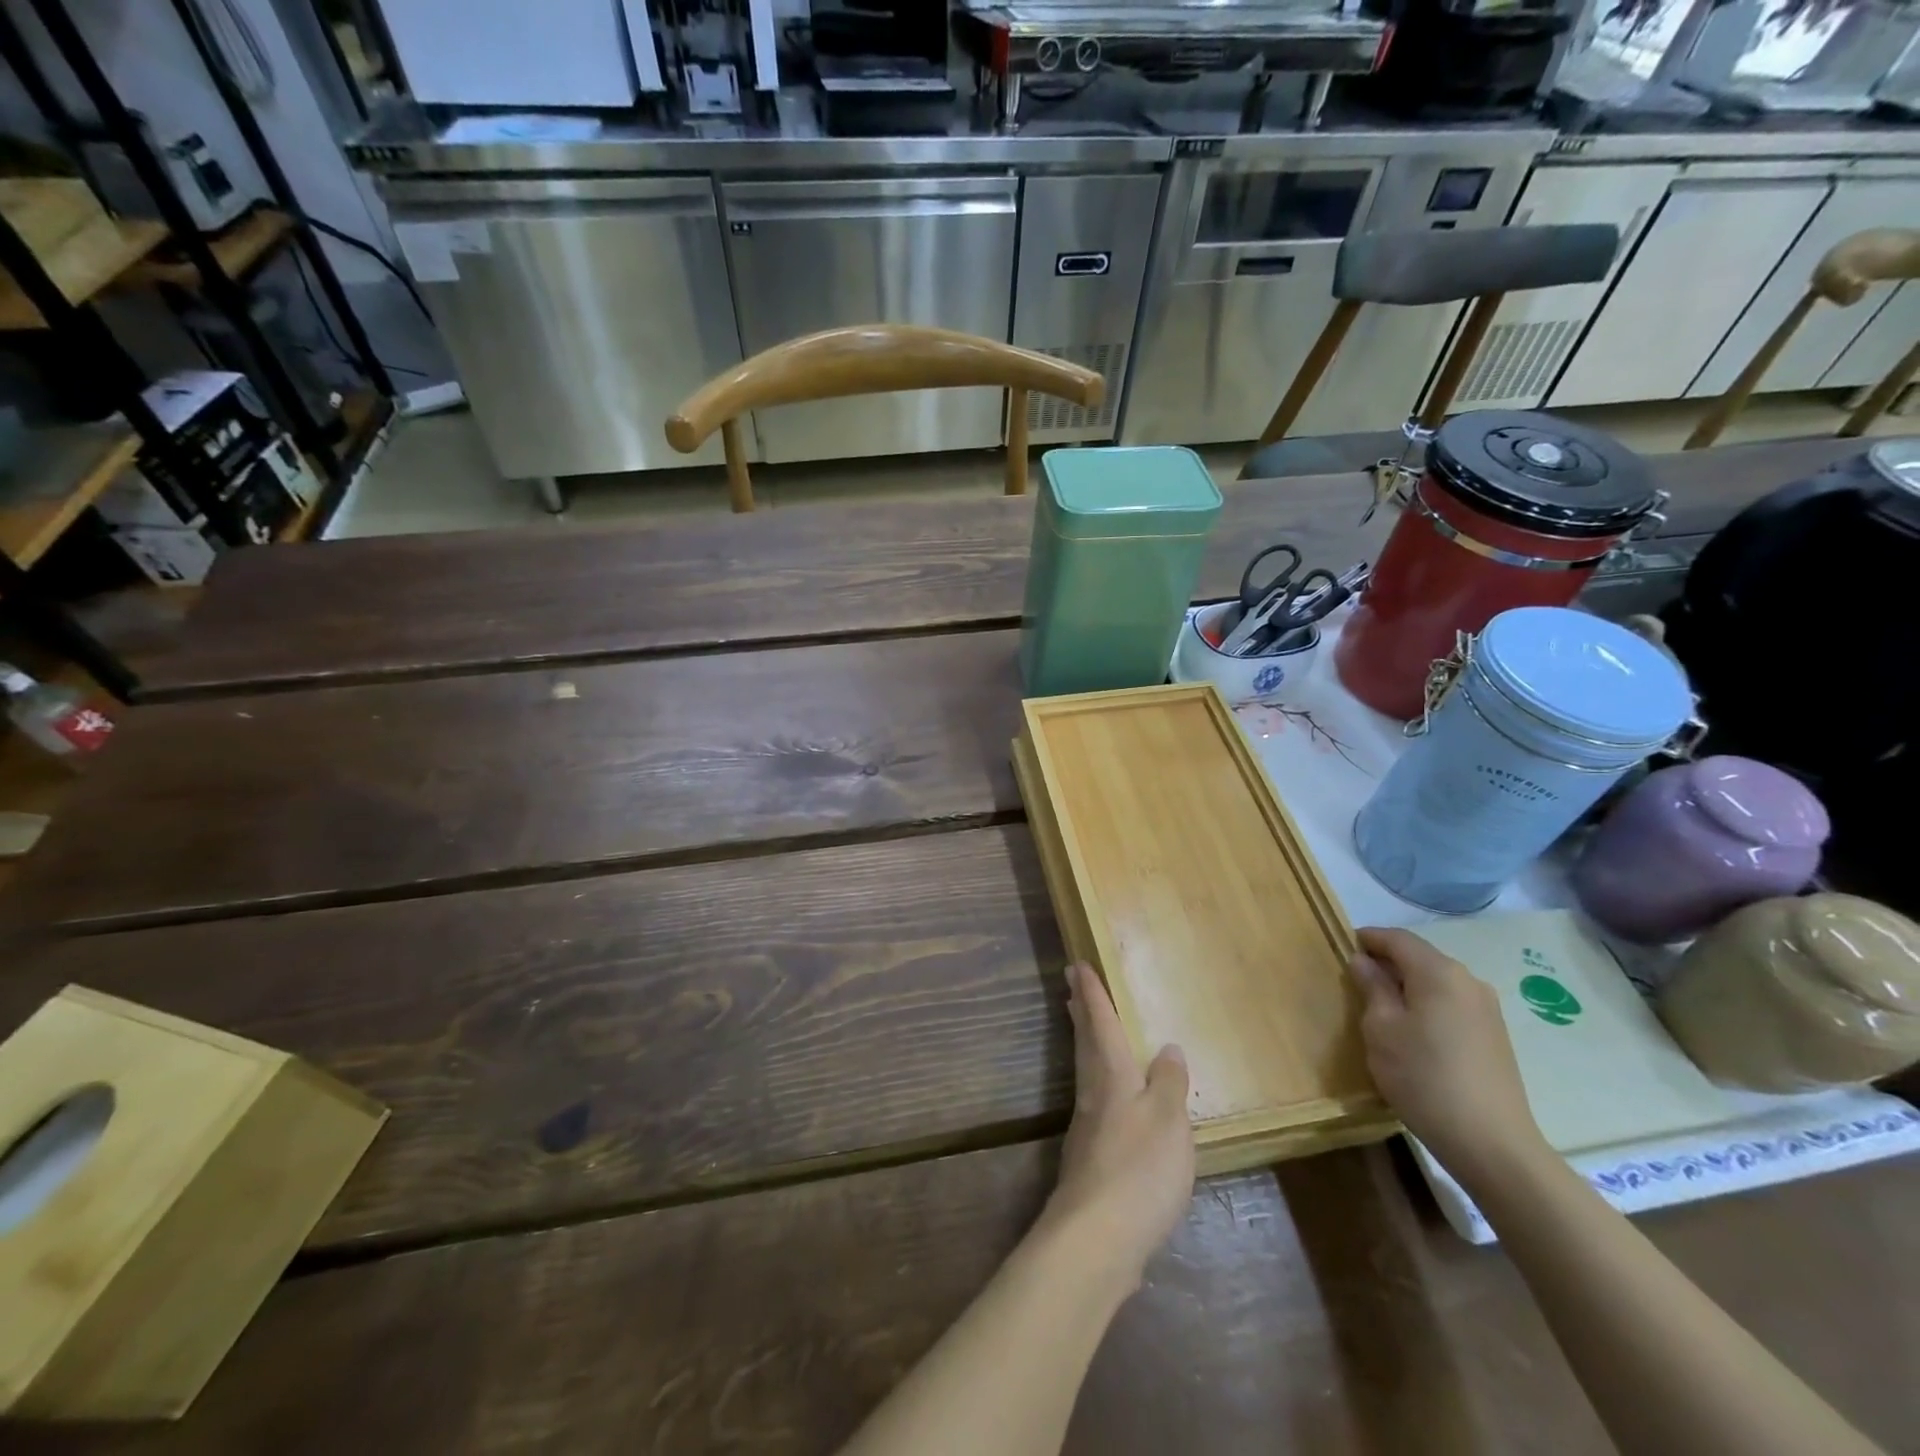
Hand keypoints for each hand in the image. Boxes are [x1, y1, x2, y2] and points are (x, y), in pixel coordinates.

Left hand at [1040, 962, 1194, 1287]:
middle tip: (1070, 983)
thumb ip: (1168, 1083)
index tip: (1077, 965)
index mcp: (1111, 1076)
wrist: (1097, 1238)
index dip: (1092, 994)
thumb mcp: (1168, 1121)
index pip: (1100, 1023)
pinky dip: (1096, 1080)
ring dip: (1084, 1041)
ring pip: (1085, 1069)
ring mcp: (1087, 1127)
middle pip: (1085, 1042)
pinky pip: (1093, 1100)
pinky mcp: (1090, 1158)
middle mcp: (1093, 1094)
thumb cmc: (1139, 1169)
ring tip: (1084, 1025)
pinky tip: (1110, 1097)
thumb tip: (1167, 1048)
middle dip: (1080, 1011)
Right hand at [1349, 927, 1550, 1190]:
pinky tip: (1414, 1031)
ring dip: (1408, 985)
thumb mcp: (1381, 1029)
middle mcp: (1468, 981)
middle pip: (1421, 957)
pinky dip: (1427, 1004)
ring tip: (1382, 1007)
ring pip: (1437, 982)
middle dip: (1388, 962)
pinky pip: (1452, 1004)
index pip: (1398, 938)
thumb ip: (1372, 987)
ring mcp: (1487, 1009)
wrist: (1492, 1143)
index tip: (1344, 946)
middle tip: (1357, 979)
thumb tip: (1364, 962)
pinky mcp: (1495, 1035)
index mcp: (1439, 972)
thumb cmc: (1423, 1077)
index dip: (1369, 938)